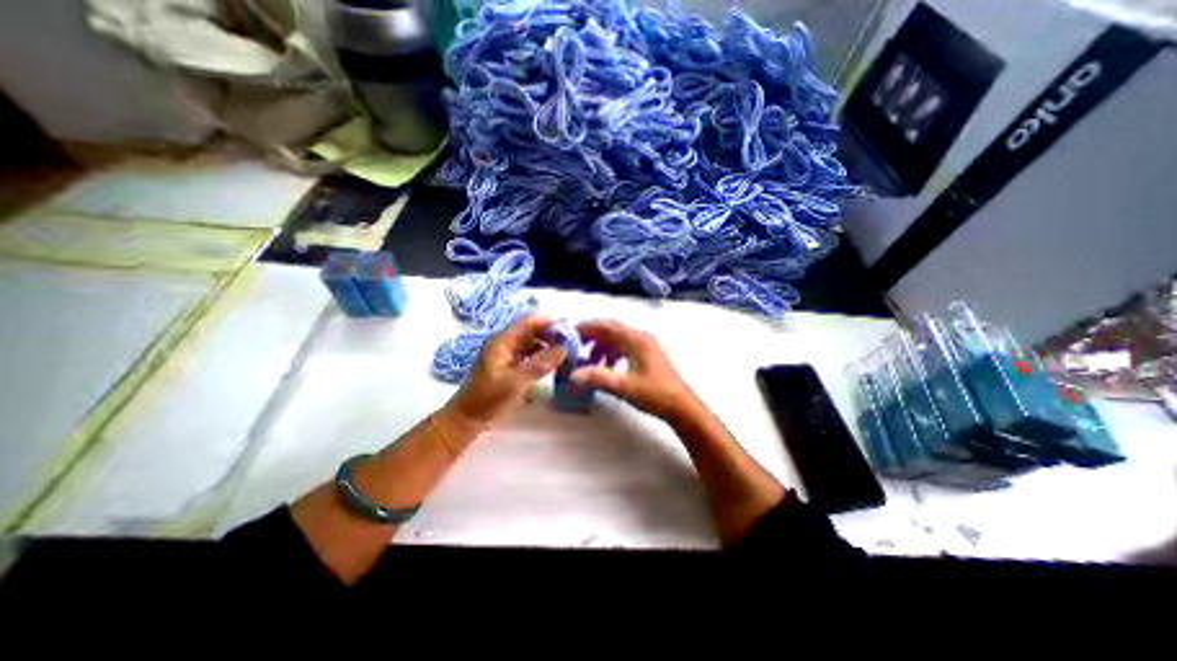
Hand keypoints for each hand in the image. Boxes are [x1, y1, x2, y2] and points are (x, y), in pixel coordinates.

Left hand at [448, 315, 563, 429]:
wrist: (468, 419)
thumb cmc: (488, 399)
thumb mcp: (516, 382)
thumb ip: (540, 364)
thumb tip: (564, 348)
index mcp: (502, 342)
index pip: (528, 322)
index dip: (548, 322)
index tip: (568, 329)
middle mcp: (505, 344)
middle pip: (531, 331)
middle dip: (551, 334)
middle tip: (571, 343)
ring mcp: (507, 355)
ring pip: (531, 343)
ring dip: (548, 345)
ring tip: (566, 352)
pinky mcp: (510, 366)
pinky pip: (529, 355)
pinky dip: (541, 356)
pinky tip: (554, 363)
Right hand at [568, 321, 691, 422]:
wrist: (682, 407)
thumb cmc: (656, 395)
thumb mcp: (625, 387)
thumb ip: (598, 378)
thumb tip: (573, 374)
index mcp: (636, 341)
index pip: (607, 327)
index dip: (587, 328)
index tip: (570, 332)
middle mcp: (641, 339)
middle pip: (611, 330)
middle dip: (592, 336)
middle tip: (575, 345)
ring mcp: (646, 347)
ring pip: (617, 340)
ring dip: (601, 347)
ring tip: (589, 360)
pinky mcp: (647, 356)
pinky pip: (624, 348)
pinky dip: (611, 354)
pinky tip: (607, 367)